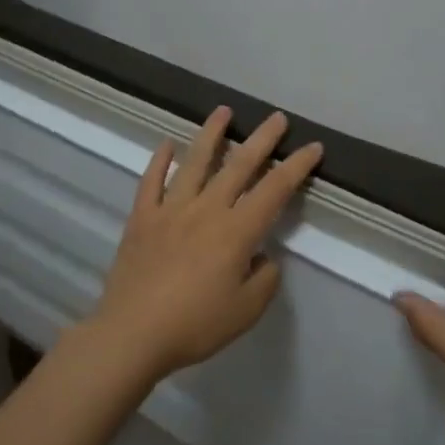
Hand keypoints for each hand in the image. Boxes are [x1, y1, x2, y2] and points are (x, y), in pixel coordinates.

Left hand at [83, 107, 323, 384]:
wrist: (132, 334)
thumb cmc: (194, 325)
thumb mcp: (246, 311)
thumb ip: (264, 279)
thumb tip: (262, 256)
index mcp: (236, 231)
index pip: (275, 189)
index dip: (297, 166)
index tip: (312, 147)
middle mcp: (206, 209)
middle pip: (239, 165)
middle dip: (262, 139)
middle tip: (277, 118)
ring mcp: (170, 209)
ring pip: (194, 162)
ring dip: (211, 134)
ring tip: (223, 111)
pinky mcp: (141, 218)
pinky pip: (151, 181)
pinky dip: (159, 160)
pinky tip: (167, 144)